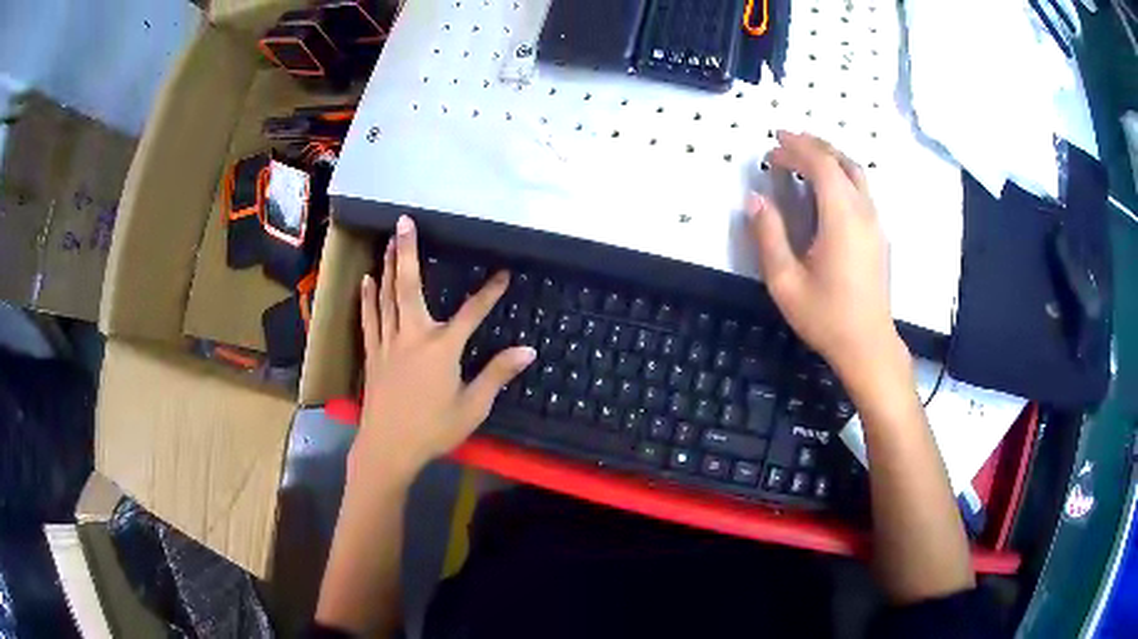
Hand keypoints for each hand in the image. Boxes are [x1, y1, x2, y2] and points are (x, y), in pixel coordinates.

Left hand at [353, 215, 535, 482]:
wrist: (388, 449)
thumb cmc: (433, 429)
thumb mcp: (473, 406)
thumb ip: (497, 374)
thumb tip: (527, 350)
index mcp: (442, 348)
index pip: (472, 312)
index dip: (490, 292)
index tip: (503, 273)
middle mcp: (412, 336)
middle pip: (409, 286)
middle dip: (408, 251)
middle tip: (404, 221)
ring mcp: (388, 343)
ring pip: (386, 296)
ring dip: (388, 266)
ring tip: (390, 241)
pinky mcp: (372, 354)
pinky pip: (369, 319)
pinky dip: (368, 297)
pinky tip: (367, 279)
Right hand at [748, 131, 898, 379]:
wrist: (868, 346)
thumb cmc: (826, 317)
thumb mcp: (785, 281)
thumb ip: (768, 236)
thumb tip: (755, 199)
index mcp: (842, 217)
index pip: (822, 165)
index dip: (797, 148)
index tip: (773, 145)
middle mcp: (864, 212)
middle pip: (842, 161)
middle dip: (813, 146)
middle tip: (784, 144)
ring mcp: (876, 223)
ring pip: (856, 173)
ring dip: (830, 157)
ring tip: (804, 157)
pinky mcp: (879, 235)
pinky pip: (861, 189)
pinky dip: (841, 174)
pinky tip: (826, 188)